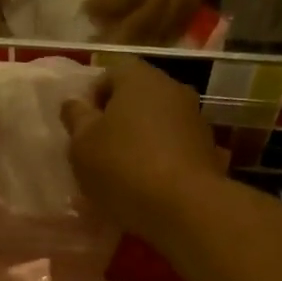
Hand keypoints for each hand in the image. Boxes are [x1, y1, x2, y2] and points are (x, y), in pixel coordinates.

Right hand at [61, 58, 222, 233]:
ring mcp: (195, 118)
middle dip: (116, 121)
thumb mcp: (82, 145)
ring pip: (157, 123)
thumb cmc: (122, 166)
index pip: (109, 75)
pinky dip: (160, 160)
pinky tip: (148, 186)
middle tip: (98, 152)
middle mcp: (172, 88)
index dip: (91, 101)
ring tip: (123, 174)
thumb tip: (74, 103)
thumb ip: (75, 119)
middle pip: (136, 99)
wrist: (183, 205)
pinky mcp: (208, 148)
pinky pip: (174, 148)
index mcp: (138, 78)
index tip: (81, 131)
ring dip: (140, 141)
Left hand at [85, 0, 233, 44]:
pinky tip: (149, 36)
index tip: (87, 13)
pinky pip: (189, 12)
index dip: (108, 8)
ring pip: (173, 18)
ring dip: (145, 37)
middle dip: (124, 30)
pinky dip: (167, 29)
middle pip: (153, 11)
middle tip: (100, 40)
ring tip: (121, 44)